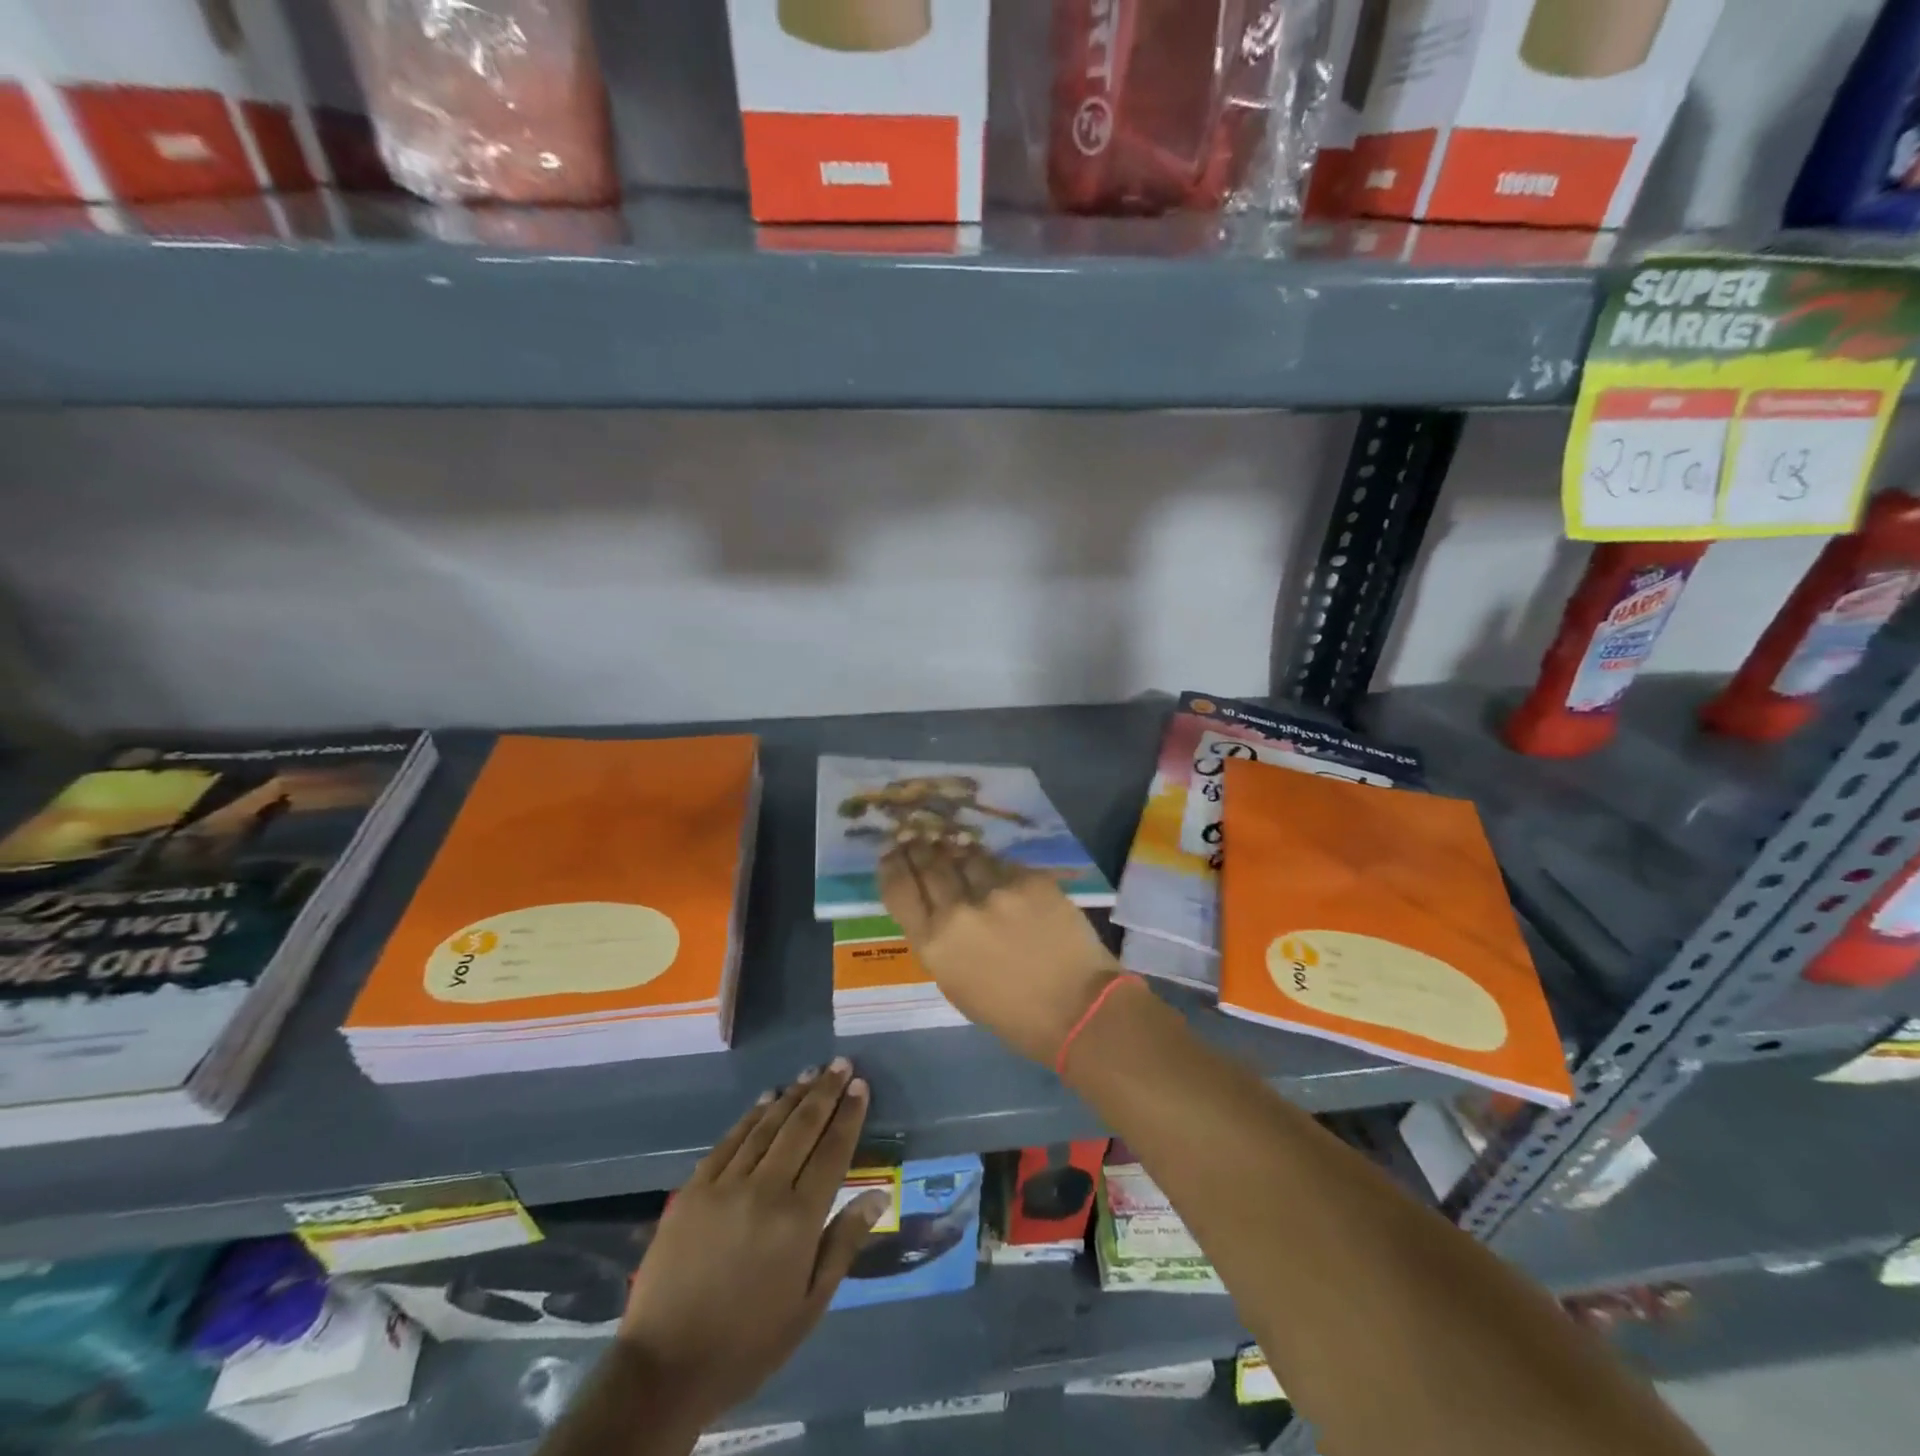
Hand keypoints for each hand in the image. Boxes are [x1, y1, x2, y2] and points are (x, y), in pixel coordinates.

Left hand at [618, 1060, 887, 1432]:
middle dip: (825, 1091)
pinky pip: (730, 1141)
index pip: (832, 1152)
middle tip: (841, 1063)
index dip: (849, 1115)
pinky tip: (766, 1100)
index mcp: (798, 1221)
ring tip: (811, 1072)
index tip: (860, 1086)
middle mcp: (765, 1190)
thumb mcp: (809, 1306)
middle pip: (802, 1127)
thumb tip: (879, 1195)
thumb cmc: (748, 1343)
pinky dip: (752, 1116)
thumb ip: (843, 1243)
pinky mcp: (694, 1188)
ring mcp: (725, 1185)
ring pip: (766, 1126)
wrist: (664, 1368)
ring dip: (792, 1095)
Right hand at [879, 840, 1120, 1064]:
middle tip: (916, 837)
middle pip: (929, 864)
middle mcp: (957, 912)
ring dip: (956, 851)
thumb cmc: (1011, 1013)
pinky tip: (994, 868)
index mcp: (933, 945)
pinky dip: (994, 865)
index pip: (899, 890)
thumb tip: (933, 905)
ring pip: (965, 855)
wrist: (1076, 1008)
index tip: (891, 854)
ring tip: (953, 846)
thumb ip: (939, 941)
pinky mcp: (1028, 879)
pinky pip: (1002, 863)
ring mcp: (995, 891)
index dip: (892, 866)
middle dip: (919, 848)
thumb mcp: (955, 984)